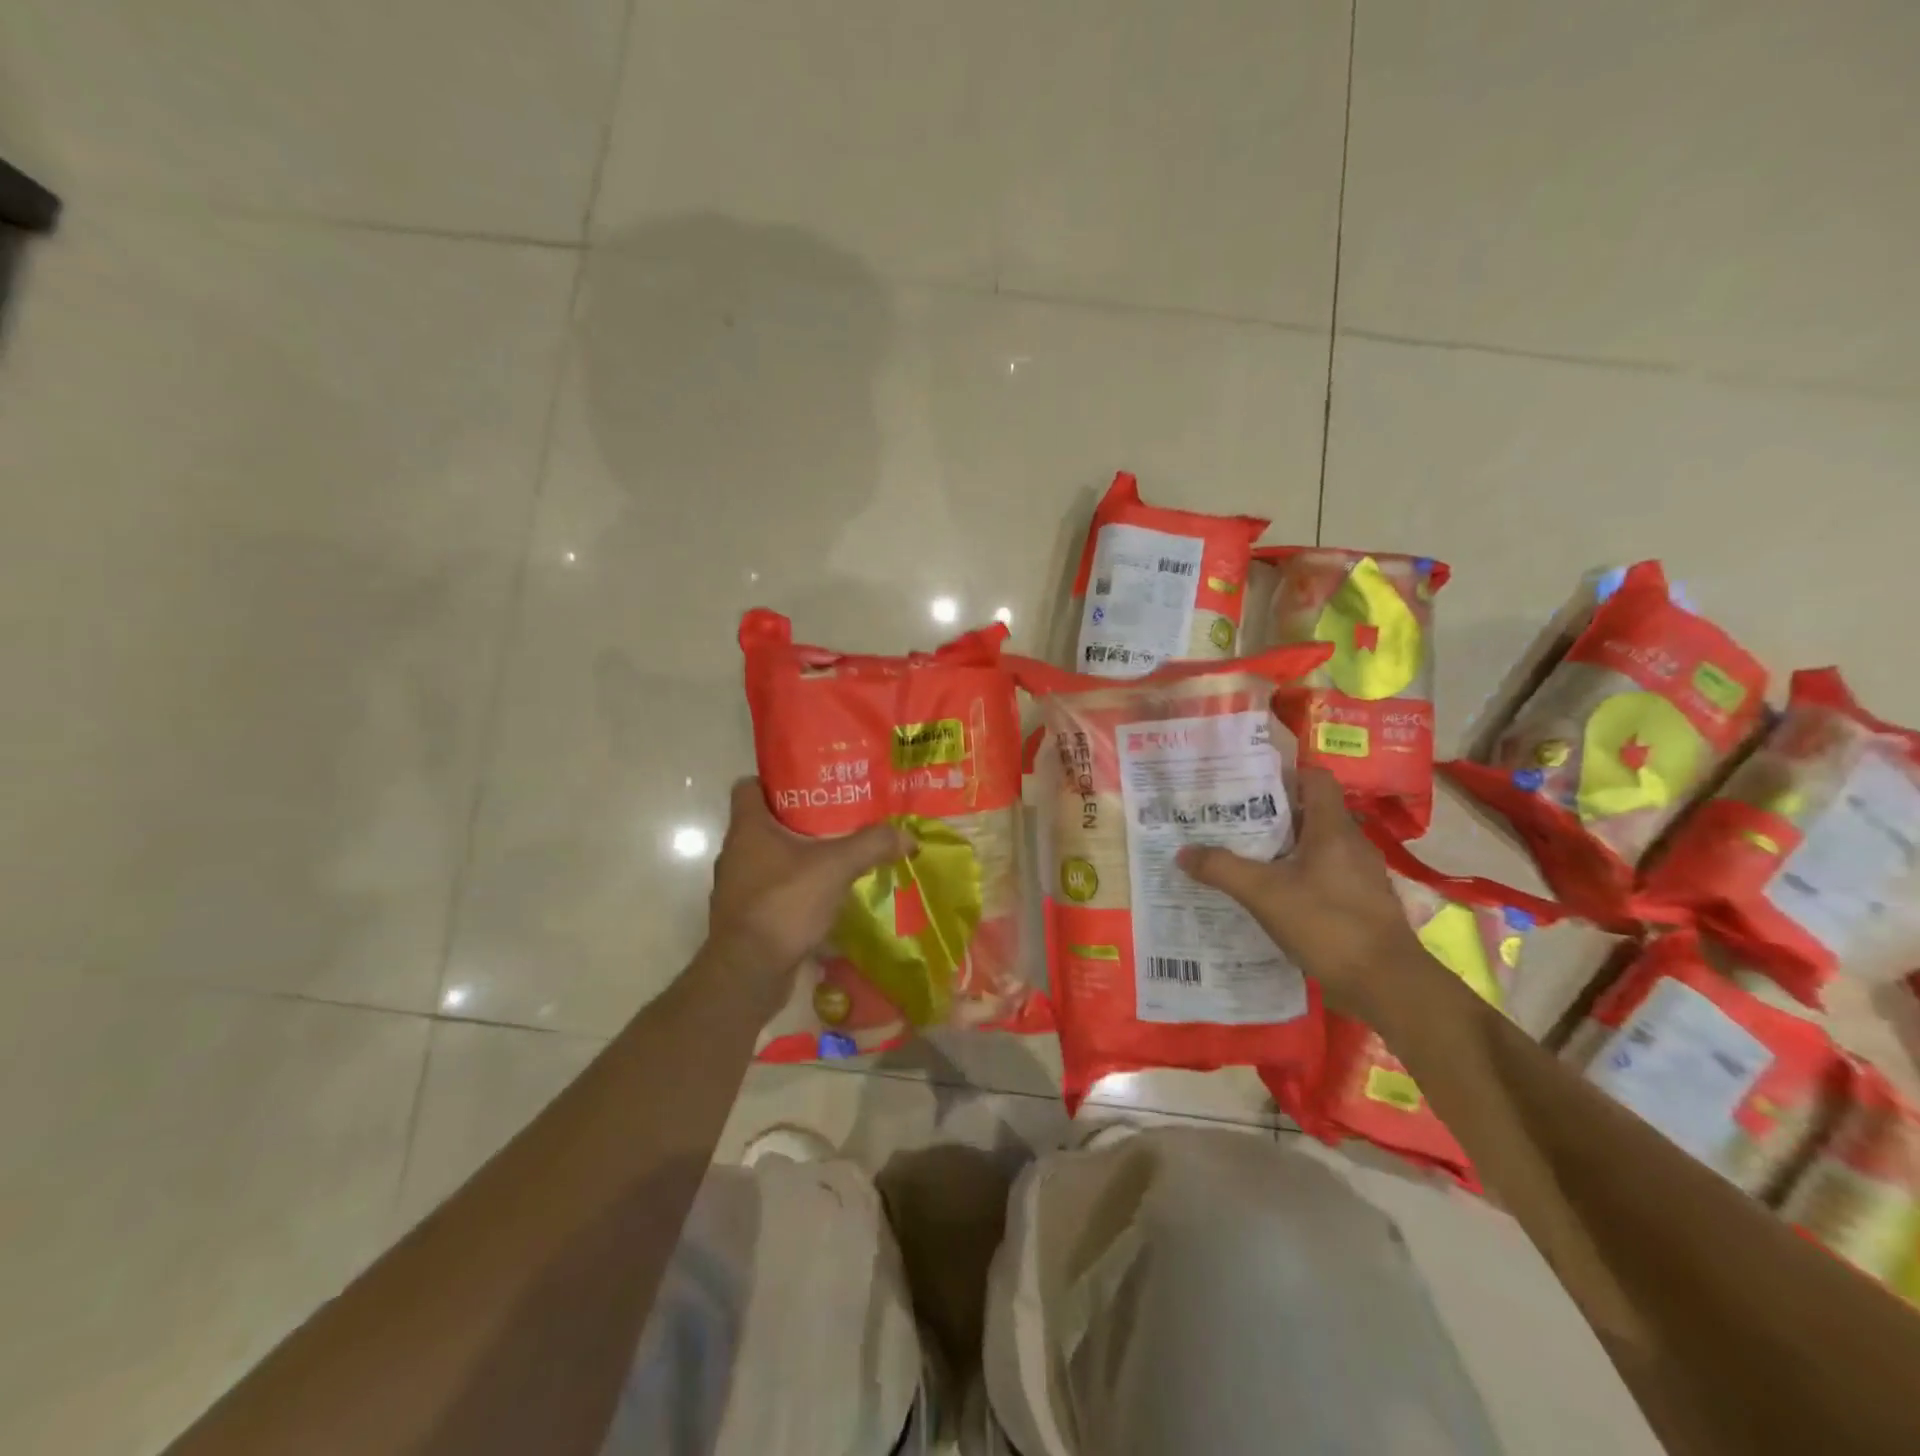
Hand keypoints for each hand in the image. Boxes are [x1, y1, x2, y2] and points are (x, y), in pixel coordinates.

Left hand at [706, 779, 911, 997]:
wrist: (749, 972)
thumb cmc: (784, 903)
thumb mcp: (836, 867)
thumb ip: (872, 845)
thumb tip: (908, 835)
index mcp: (747, 828)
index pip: (748, 786)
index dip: (774, 780)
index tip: (810, 783)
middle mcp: (736, 853)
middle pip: (764, 822)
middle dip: (799, 819)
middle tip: (838, 816)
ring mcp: (738, 887)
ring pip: (769, 858)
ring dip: (798, 856)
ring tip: (836, 854)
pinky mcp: (747, 916)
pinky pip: (773, 890)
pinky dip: (795, 888)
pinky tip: (825, 894)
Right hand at [1176, 767, 1429, 1018]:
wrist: (1387, 984)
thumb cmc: (1328, 924)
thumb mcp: (1263, 894)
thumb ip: (1221, 869)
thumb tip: (1183, 852)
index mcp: (1333, 829)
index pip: (1315, 779)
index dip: (1284, 775)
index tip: (1248, 785)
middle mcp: (1351, 844)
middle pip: (1310, 813)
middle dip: (1271, 814)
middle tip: (1231, 820)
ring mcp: (1360, 875)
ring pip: (1316, 846)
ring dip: (1283, 847)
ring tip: (1244, 855)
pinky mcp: (1361, 902)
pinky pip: (1324, 874)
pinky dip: (1297, 875)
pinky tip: (1272, 894)